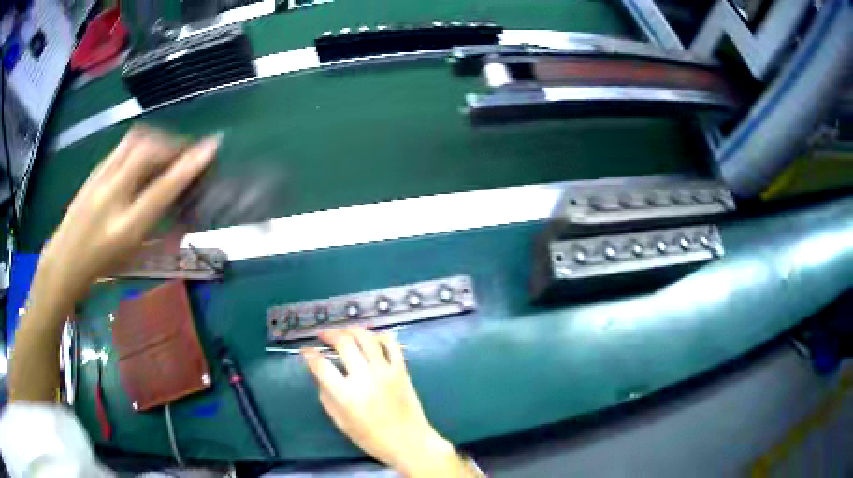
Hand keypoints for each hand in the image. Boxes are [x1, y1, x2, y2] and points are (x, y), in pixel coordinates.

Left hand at [37, 126, 217, 301]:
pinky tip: (141, 157)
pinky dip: (140, 144)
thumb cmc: (101, 266)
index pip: (163, 188)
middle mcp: (113, 197)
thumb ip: (158, 231)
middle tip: (184, 152)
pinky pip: (122, 147)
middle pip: (148, 150)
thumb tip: (182, 216)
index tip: (211, 146)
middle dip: (172, 144)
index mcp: (126, 227)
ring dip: (156, 139)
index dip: (189, 165)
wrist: (64, 260)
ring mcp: (101, 179)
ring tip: (164, 151)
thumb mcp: (132, 256)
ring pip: (134, 141)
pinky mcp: (95, 170)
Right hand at [303, 328, 473, 477]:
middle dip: (329, 334)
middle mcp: (365, 378)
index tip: (306, 351)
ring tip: (343, 333)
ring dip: (351, 330)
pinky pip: (391, 344)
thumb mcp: (340, 421)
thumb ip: (326, 395)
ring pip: (366, 337)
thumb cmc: (371, 438)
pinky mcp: (402, 370)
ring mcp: (385, 371)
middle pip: (343, 343)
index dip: (309, 354)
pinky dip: (379, 336)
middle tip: (323, 336)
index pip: (321, 365)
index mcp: (346, 395)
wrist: (409, 442)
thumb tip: (318, 373)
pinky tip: (370, 338)